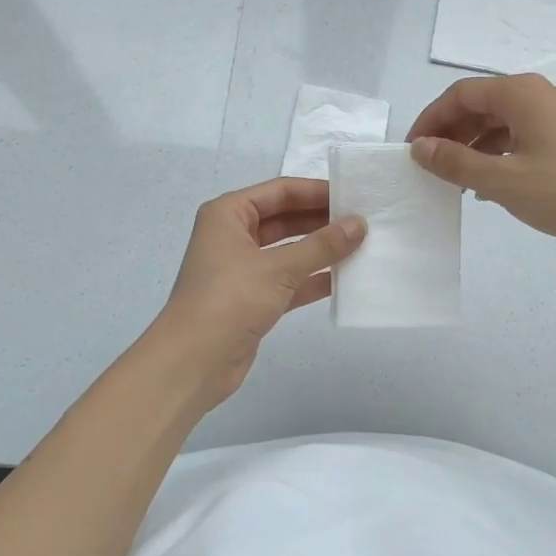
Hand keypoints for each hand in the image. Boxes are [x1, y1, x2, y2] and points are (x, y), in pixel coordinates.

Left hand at [154, 177, 365, 403]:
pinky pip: (289, 280)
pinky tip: (345, 278)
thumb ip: (322, 245)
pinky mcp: (252, 299)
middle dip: (321, 220)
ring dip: (320, 250)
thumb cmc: (229, 300)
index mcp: (228, 214)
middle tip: (363, 221)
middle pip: (284, 218)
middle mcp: (233, 235)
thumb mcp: (278, 268)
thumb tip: (359, 224)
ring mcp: (242, 268)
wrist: (192, 363)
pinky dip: (312, 278)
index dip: (317, 191)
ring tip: (361, 246)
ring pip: (288, 250)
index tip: (353, 195)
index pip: (280, 191)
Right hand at [406, 74, 555, 254]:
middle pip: (481, 105)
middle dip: (451, 132)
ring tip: (455, 178)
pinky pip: (520, 136)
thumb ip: (456, 162)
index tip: (413, 150)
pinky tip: (488, 183)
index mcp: (521, 93)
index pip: (461, 94)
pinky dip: (498, 154)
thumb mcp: (502, 180)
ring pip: (501, 122)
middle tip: (430, 165)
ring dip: (473, 145)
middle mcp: (539, 95)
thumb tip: (420, 148)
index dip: (431, 119)